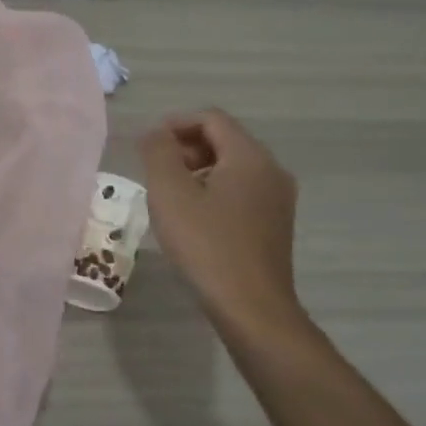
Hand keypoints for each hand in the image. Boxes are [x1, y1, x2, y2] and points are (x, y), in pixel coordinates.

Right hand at [139, 108, 307, 342]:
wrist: (252, 307)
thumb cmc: (206, 245)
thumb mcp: (170, 194)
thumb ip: (158, 153)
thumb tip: (155, 133)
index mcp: (249, 156)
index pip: (211, 118)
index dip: (176, 124)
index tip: (147, 145)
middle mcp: (271, 170)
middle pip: (224, 140)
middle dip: (185, 147)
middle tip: (155, 171)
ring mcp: (278, 198)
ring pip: (232, 167)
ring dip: (197, 170)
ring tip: (169, 196)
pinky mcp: (275, 223)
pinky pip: (241, 191)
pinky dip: (213, 191)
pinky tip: (193, 218)